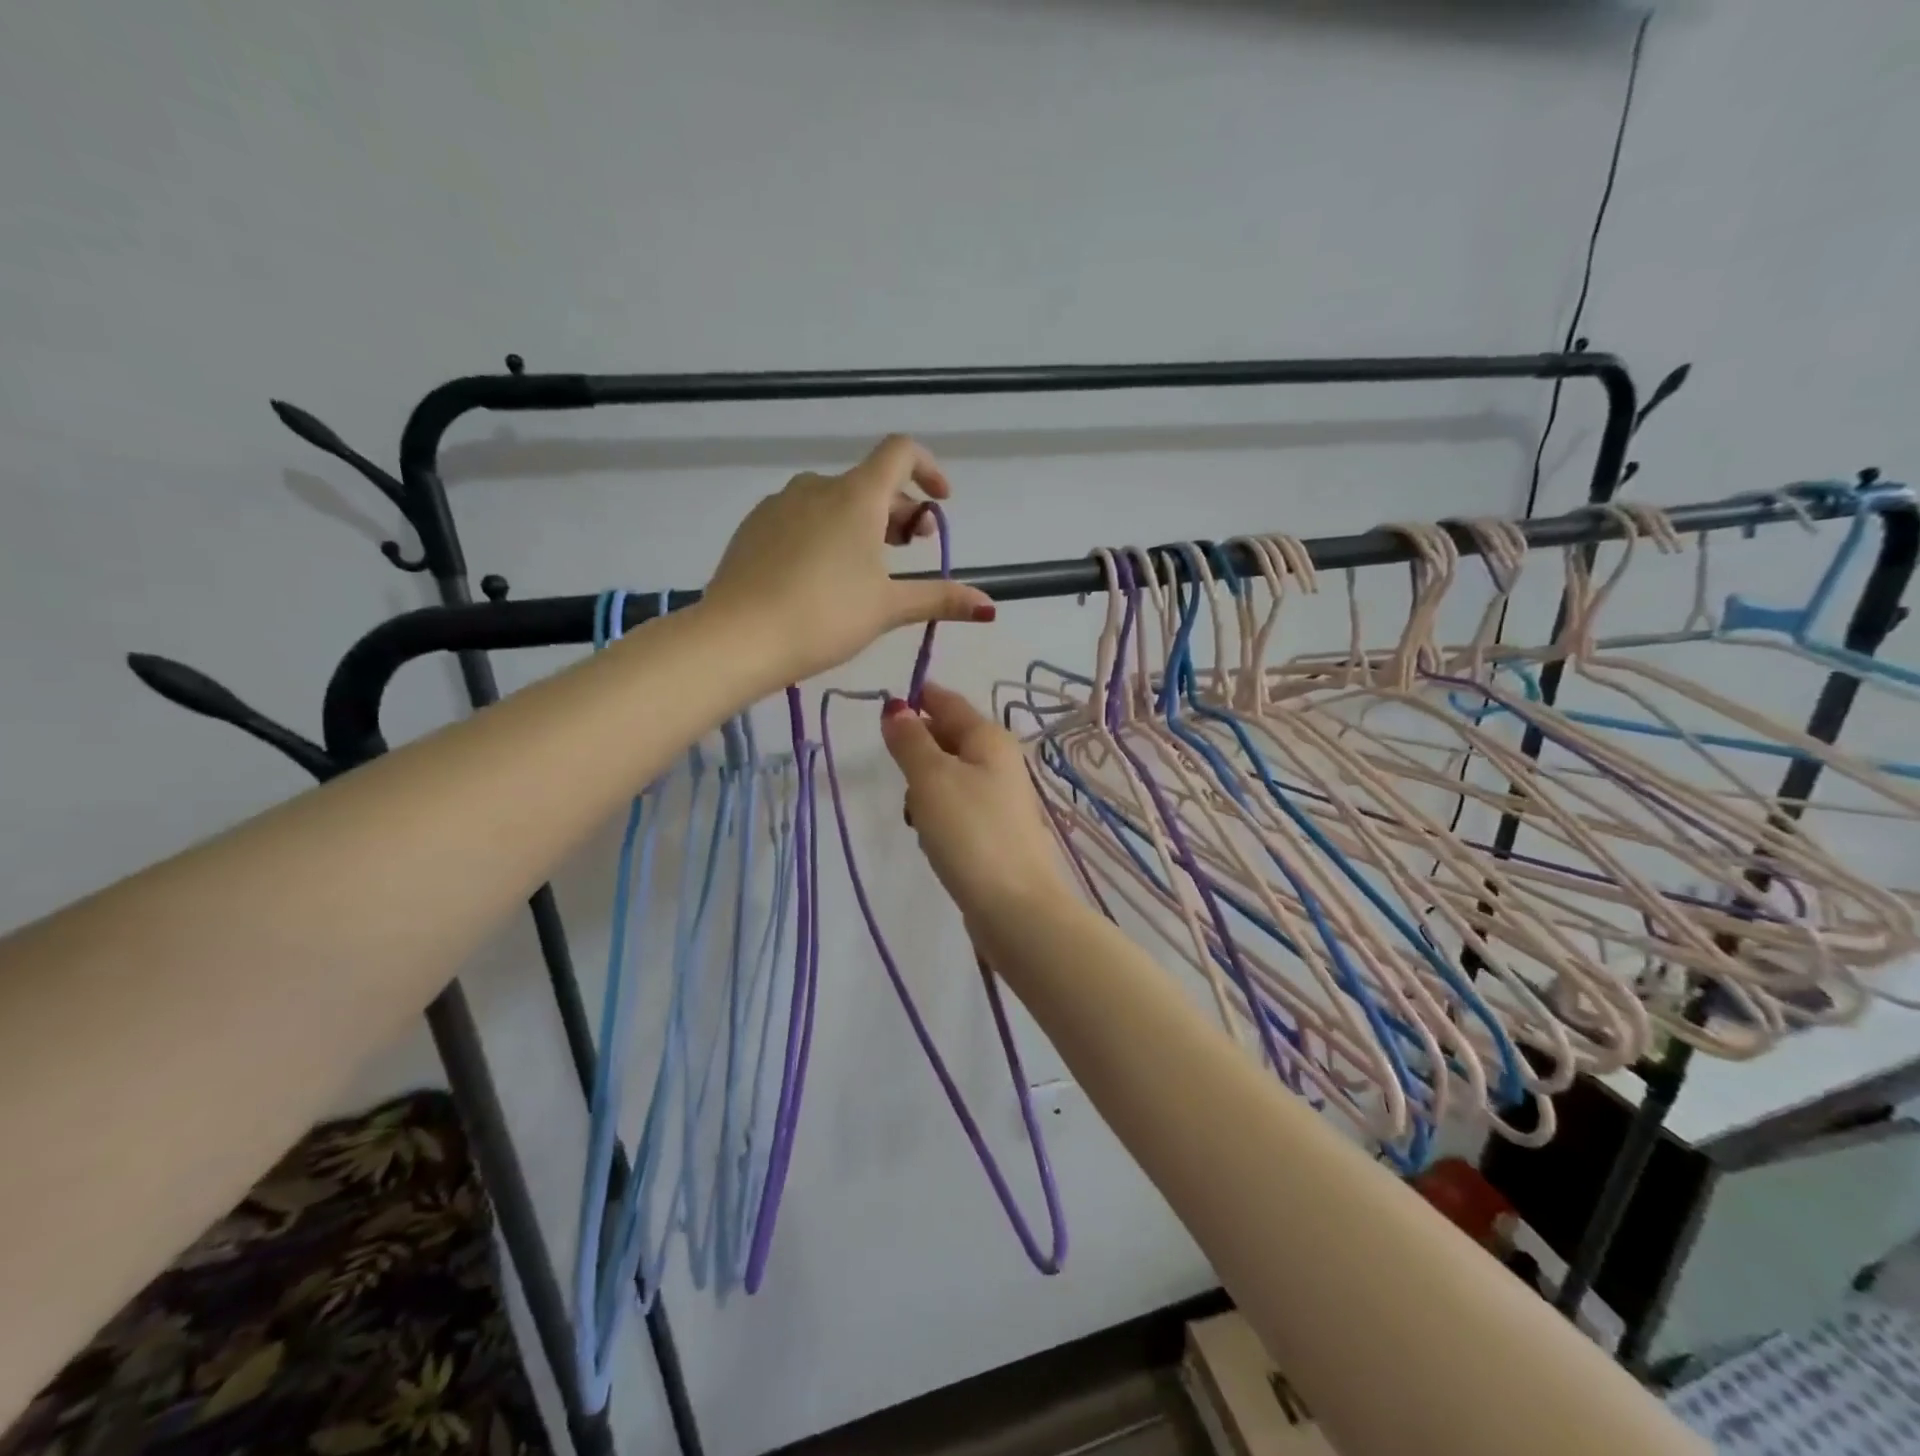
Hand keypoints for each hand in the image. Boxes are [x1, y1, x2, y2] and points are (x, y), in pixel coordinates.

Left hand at [704, 436, 995, 683]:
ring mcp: (779, 504)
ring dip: (862, 522)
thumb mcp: (888, 608)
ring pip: (834, 501)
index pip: (900, 453)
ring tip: (867, 567)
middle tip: (911, 549)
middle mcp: (817, 487)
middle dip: (899, 510)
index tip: (940, 503)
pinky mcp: (754, 527)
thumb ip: (939, 599)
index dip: (929, 469)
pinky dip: (826, 532)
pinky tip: (822, 575)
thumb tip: (989, 606)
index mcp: (856, 496)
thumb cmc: (824, 617)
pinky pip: (802, 517)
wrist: (737, 638)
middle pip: (870, 483)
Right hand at [879, 683, 1073, 928]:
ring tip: (914, 812)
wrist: (1014, 905)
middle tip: (895, 766)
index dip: (921, 698)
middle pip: (951, 738)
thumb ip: (911, 741)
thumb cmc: (969, 832)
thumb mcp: (931, 778)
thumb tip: (897, 708)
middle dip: (920, 746)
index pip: (950, 704)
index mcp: (989, 739)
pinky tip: (931, 837)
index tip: (889, 702)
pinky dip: (939, 813)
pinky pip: (958, 807)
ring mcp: (1000, 799)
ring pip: (951, 776)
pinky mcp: (995, 832)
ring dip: (926, 786)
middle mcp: (1000, 762)